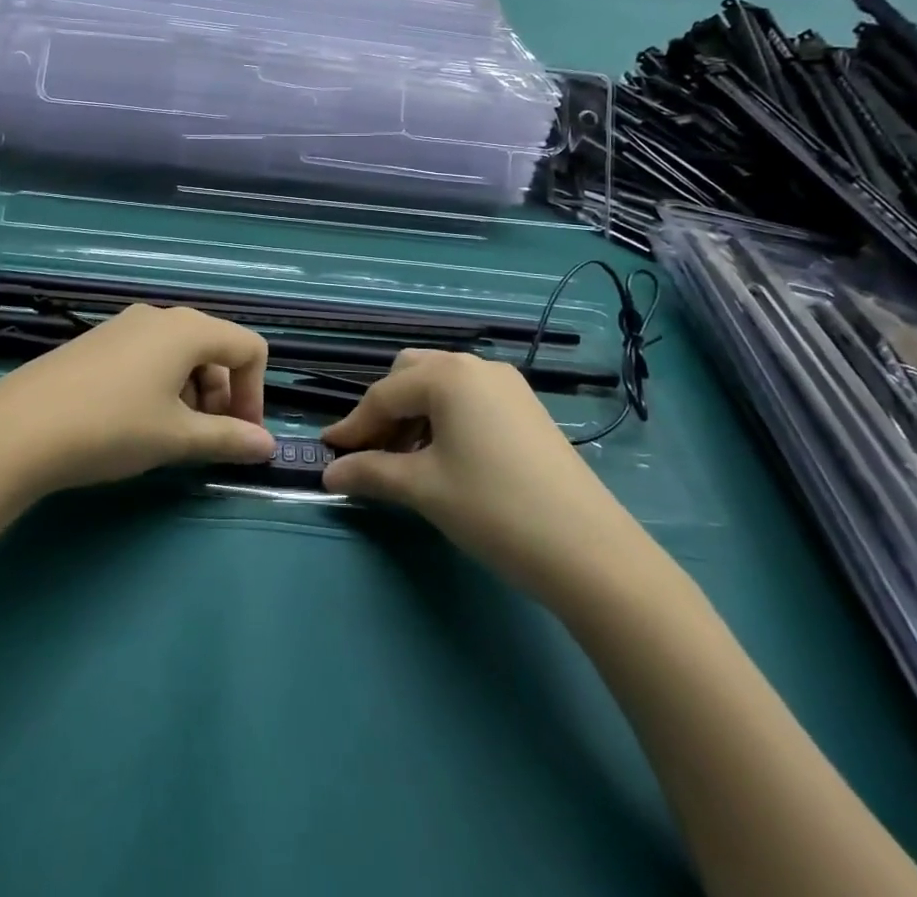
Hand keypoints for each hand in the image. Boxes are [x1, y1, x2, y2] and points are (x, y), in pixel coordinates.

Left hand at [0, 305, 275, 497]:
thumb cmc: (112, 427)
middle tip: (206, 442)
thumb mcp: (177, 437)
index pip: (249, 348)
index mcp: (188, 329)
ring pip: (180, 355)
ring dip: (192, 395)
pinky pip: (148, 357)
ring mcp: (124, 326)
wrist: (18, 428)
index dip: (255, 394)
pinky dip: (161, 387)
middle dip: (222, 397)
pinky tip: (135, 423)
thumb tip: (269, 447)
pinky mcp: (97, 342)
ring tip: (169, 438)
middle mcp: (160, 317)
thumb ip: (229, 439)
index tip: (241, 437)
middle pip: (215, 350)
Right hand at [321, 350, 640, 597]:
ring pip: (441, 386)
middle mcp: (476, 366)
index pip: (383, 394)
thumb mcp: (423, 488)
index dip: (352, 426)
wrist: (589, 549)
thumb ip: (370, 472)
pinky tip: (444, 458)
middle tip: (371, 455)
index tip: (327, 453)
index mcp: (447, 374)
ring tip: (404, 462)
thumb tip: (330, 473)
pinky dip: (444, 420)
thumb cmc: (493, 508)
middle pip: (411, 375)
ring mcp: (506, 385)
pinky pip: (469, 400)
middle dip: (384, 411)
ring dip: (413, 415)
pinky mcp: (525, 408)